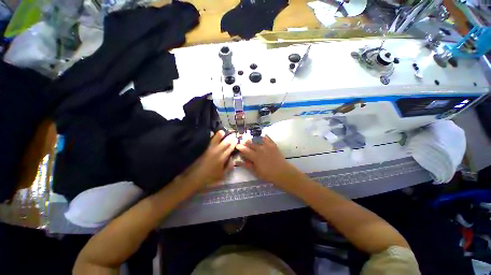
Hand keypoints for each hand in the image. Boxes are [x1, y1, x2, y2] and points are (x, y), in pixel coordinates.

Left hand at [182, 130, 236, 188]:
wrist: (195, 178)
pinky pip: (208, 142)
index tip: (236, 139)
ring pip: (216, 141)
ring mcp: (209, 150)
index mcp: (222, 158)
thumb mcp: (222, 175)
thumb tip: (232, 159)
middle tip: (233, 134)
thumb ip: (228, 167)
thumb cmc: (210, 178)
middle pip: (225, 143)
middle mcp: (217, 152)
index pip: (229, 149)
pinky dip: (210, 137)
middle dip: (229, 138)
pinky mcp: (204, 150)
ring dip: (219, 135)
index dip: (233, 144)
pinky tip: (210, 133)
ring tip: (222, 131)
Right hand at [236, 136, 303, 186]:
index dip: (240, 147)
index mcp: (255, 157)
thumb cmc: (268, 174)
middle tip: (242, 141)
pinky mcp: (273, 145)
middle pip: (250, 143)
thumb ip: (247, 165)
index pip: (245, 150)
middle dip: (245, 142)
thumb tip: (238, 161)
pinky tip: (261, 136)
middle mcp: (260, 149)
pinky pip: (267, 138)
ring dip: (253, 138)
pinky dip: (263, 136)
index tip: (237, 145)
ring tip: (250, 138)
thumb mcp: (256, 172)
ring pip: (257, 139)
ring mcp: (267, 146)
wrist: (283, 172)